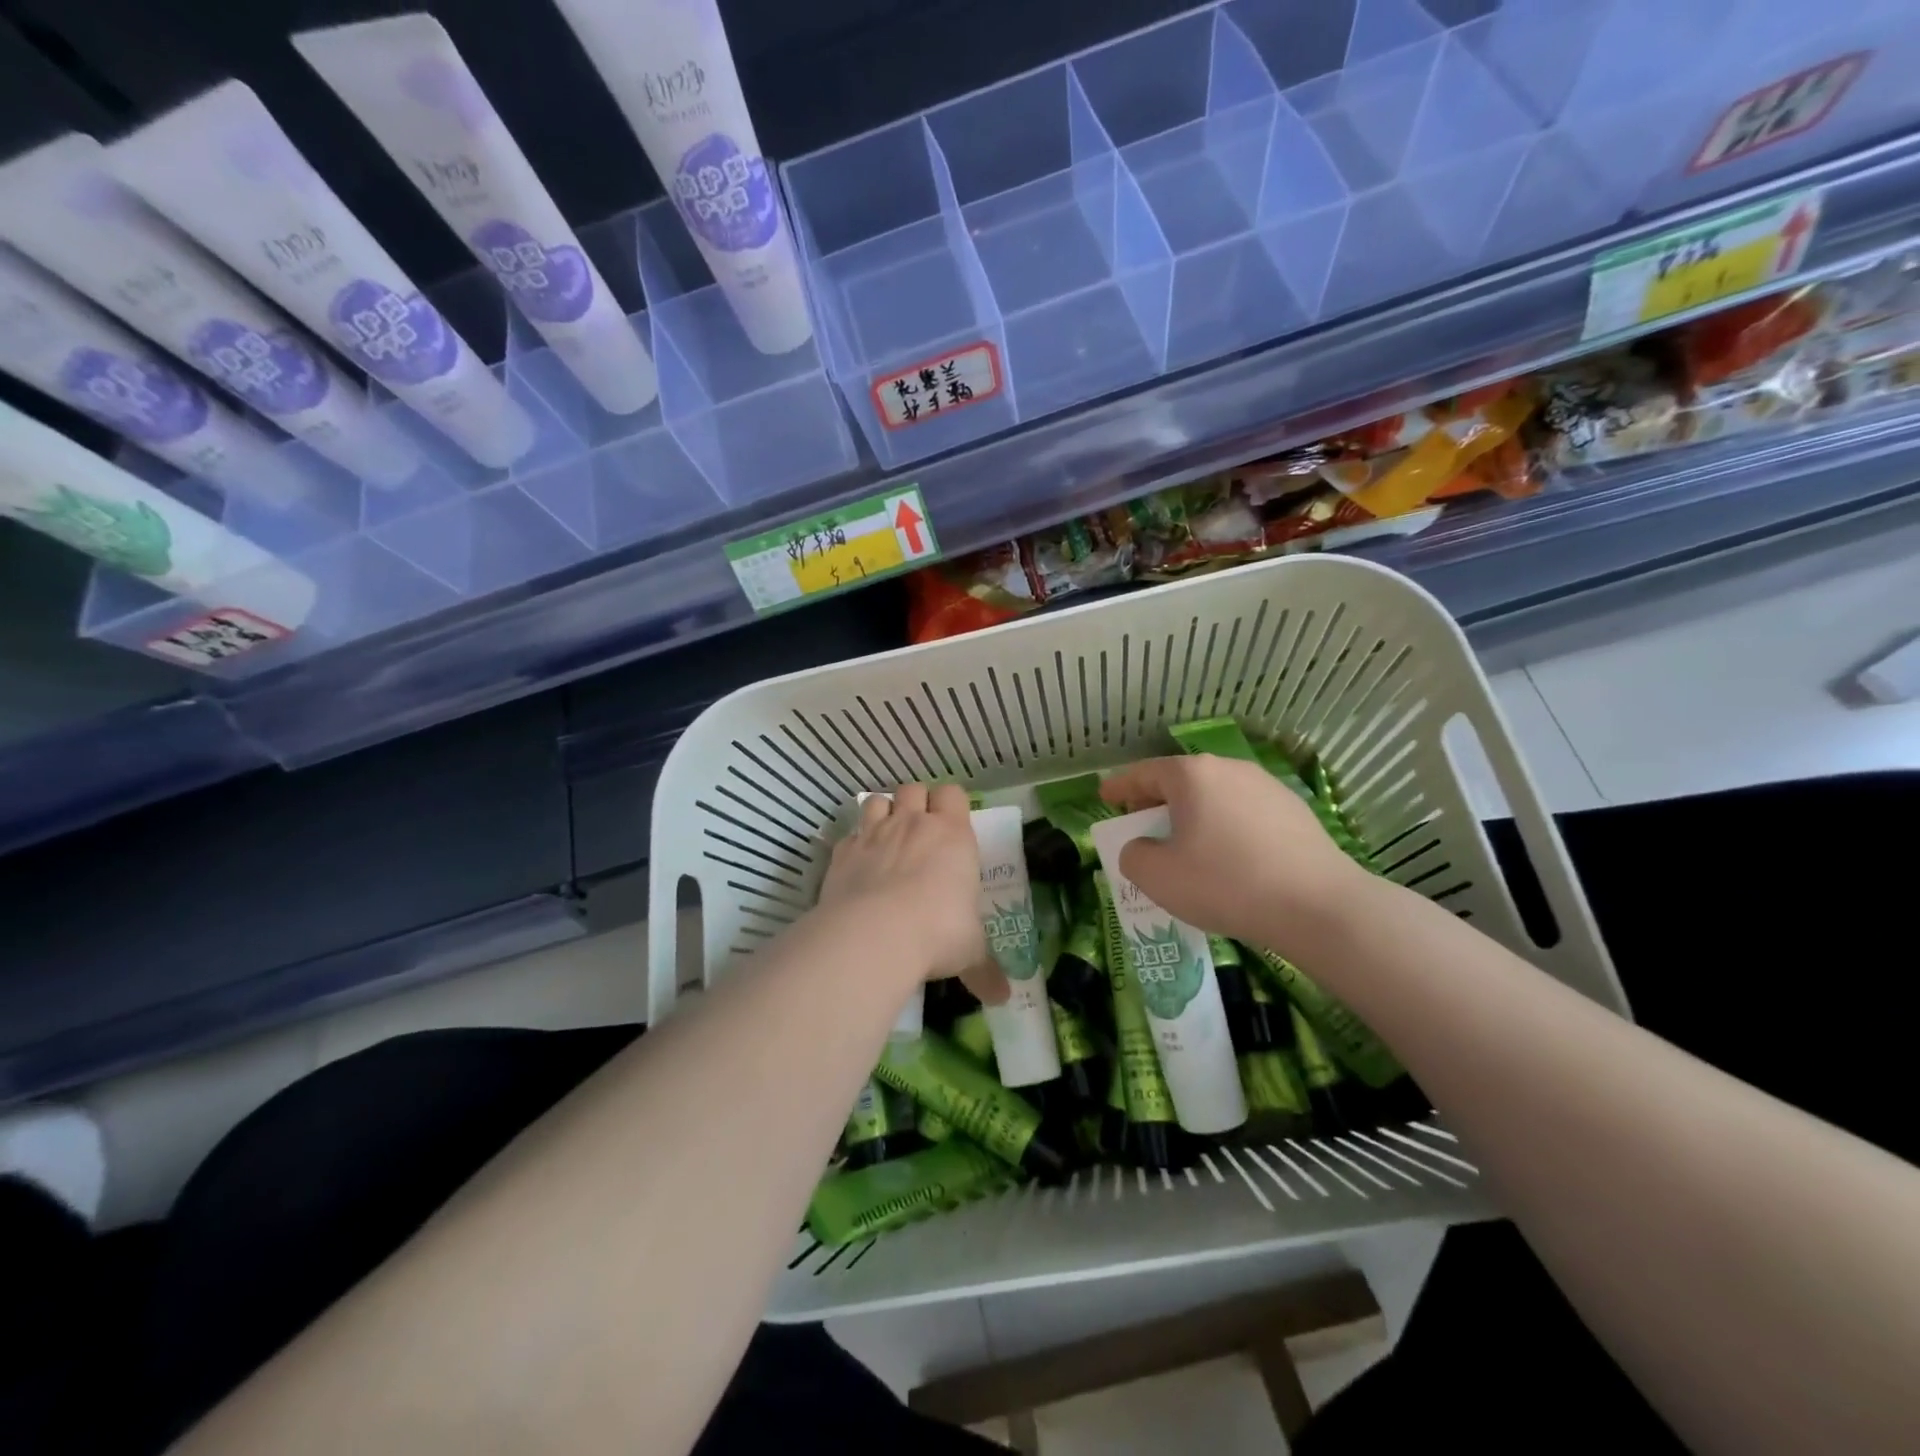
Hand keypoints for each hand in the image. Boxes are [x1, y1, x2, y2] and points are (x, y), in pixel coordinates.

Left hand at [817, 784, 1007, 1004]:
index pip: (953, 793)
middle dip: (916, 803)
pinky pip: (849, 834)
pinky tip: (858, 865)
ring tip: (886, 839)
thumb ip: (985, 970)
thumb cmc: (938, 933)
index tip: (951, 825)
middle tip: (920, 832)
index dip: (951, 804)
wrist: (875, 934)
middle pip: (913, 789)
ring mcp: (874, 834)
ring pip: (877, 801)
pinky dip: (854, 843)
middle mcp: (912, 824)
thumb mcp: (970, 953)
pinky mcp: (842, 852)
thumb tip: (1003, 997)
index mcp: (952, 835)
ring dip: (882, 813)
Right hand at [1099, 755, 1372, 952]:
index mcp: (1192, 775)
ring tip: (1185, 844)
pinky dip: (1225, 826)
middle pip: (1181, 780)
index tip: (1104, 796)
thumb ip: (1134, 856)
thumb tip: (1141, 848)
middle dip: (1156, 801)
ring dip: (1193, 814)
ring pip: (1215, 795)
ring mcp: (1266, 787)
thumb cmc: (1225, 883)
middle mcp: (1229, 769)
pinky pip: (1244, 813)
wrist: (1317, 905)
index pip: (1143, 773)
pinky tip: (1228, 857)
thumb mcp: (1158, 877)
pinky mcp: (1294, 811)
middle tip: (1141, 824)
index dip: (1119, 785)